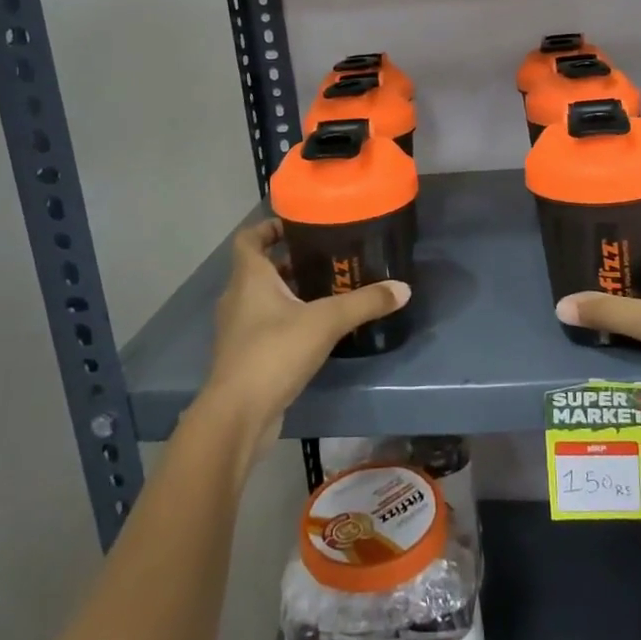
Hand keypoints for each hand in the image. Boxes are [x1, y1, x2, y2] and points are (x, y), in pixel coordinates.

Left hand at [198, 218, 410, 457]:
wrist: (238, 415)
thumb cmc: (274, 352)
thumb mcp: (326, 322)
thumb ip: (364, 303)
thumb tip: (402, 288)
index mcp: (249, 278)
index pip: (248, 239)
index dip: (268, 227)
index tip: (296, 224)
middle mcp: (237, 298)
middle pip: (258, 268)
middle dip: (289, 261)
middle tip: (325, 257)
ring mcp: (237, 330)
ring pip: (262, 299)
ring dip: (288, 292)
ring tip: (326, 291)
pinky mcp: (244, 357)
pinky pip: (265, 326)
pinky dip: (286, 320)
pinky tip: (315, 330)